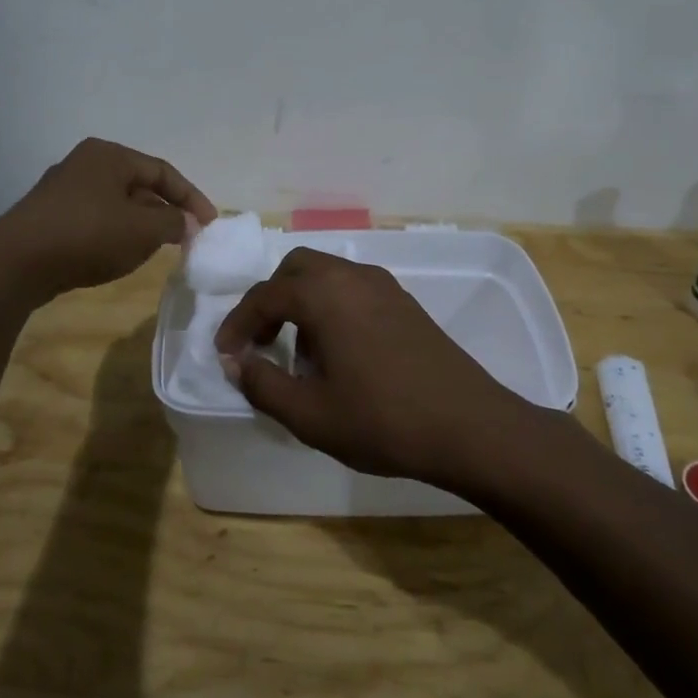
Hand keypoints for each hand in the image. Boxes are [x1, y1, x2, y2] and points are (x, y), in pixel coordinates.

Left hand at [0, 138, 216, 300]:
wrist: (17, 262)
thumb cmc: (88, 235)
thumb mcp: (143, 229)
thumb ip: (174, 222)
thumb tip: (186, 223)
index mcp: (109, 155)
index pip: (163, 172)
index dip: (191, 197)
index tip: (210, 224)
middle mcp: (86, 164)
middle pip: (139, 186)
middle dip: (165, 212)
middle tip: (185, 238)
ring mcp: (64, 190)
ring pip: (117, 205)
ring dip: (141, 225)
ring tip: (156, 250)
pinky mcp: (51, 216)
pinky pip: (96, 220)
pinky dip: (116, 234)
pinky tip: (119, 256)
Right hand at [214, 248, 547, 492]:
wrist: (471, 427)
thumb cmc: (383, 421)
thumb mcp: (310, 414)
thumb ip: (262, 384)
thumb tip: (235, 362)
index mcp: (324, 294)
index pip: (265, 295)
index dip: (238, 324)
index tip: (225, 353)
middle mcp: (353, 276)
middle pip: (295, 269)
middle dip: (270, 301)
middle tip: (261, 342)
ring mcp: (384, 286)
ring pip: (326, 276)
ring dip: (302, 304)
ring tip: (300, 356)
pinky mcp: (406, 303)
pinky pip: (353, 290)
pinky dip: (331, 308)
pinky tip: (339, 354)